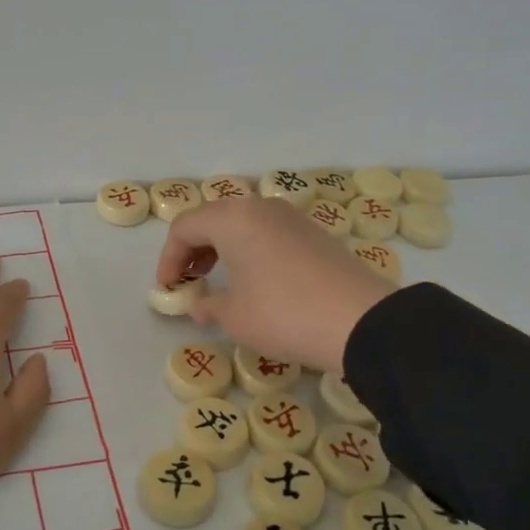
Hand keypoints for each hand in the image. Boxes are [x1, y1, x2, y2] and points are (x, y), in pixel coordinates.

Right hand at [156, 197, 394, 372]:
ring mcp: (291, 217)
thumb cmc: (283, 314)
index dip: (168, 258)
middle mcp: (260, 207)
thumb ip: (208, 305)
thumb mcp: (234, 316)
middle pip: (213, 218)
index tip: (168, 288)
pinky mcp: (314, 233)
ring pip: (242, 222)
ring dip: (222, 247)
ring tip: (218, 278)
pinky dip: (250, 249)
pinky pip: (267, 232)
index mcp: (233, 218)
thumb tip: (201, 305)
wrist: (361, 322)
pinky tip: (254, 279)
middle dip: (193, 248)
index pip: (184, 227)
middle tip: (188, 279)